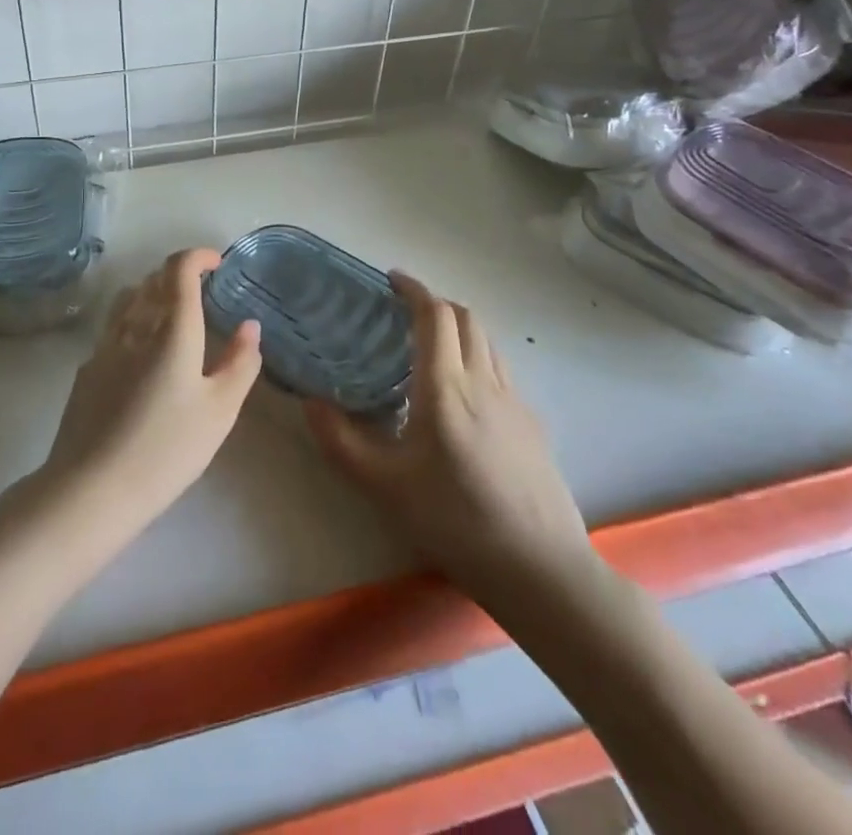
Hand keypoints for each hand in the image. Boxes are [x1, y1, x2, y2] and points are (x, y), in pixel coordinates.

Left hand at [40, 248, 261, 544]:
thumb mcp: (220, 411)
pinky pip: (113, 329)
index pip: (179, 270)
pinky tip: (141, 357)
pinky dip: (132, 324)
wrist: (92, 488)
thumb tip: (250, 326)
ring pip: (127, 300)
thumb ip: (240, 363)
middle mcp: (135, 327)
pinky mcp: (86, 370)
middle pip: (152, 280)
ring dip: (151, 294)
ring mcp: (105, 347)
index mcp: (172, 330)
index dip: (197, 256)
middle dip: (177, 275)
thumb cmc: (167, 449)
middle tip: (200, 292)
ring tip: (169, 317)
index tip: (216, 263)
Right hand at [306, 272, 597, 601]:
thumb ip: (340, 441)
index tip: (391, 280)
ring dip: (459, 328)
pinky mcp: (533, 424)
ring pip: (487, 342)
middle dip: (435, 303)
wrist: (541, 570)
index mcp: (446, 387)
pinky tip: (464, 397)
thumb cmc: (456, 521)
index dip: (413, 289)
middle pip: (466, 317)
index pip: (434, 315)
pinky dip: (477, 358)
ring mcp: (515, 401)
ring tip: (431, 346)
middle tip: (405, 313)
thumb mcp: (384, 486)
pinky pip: (501, 371)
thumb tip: (310, 402)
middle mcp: (484, 381)